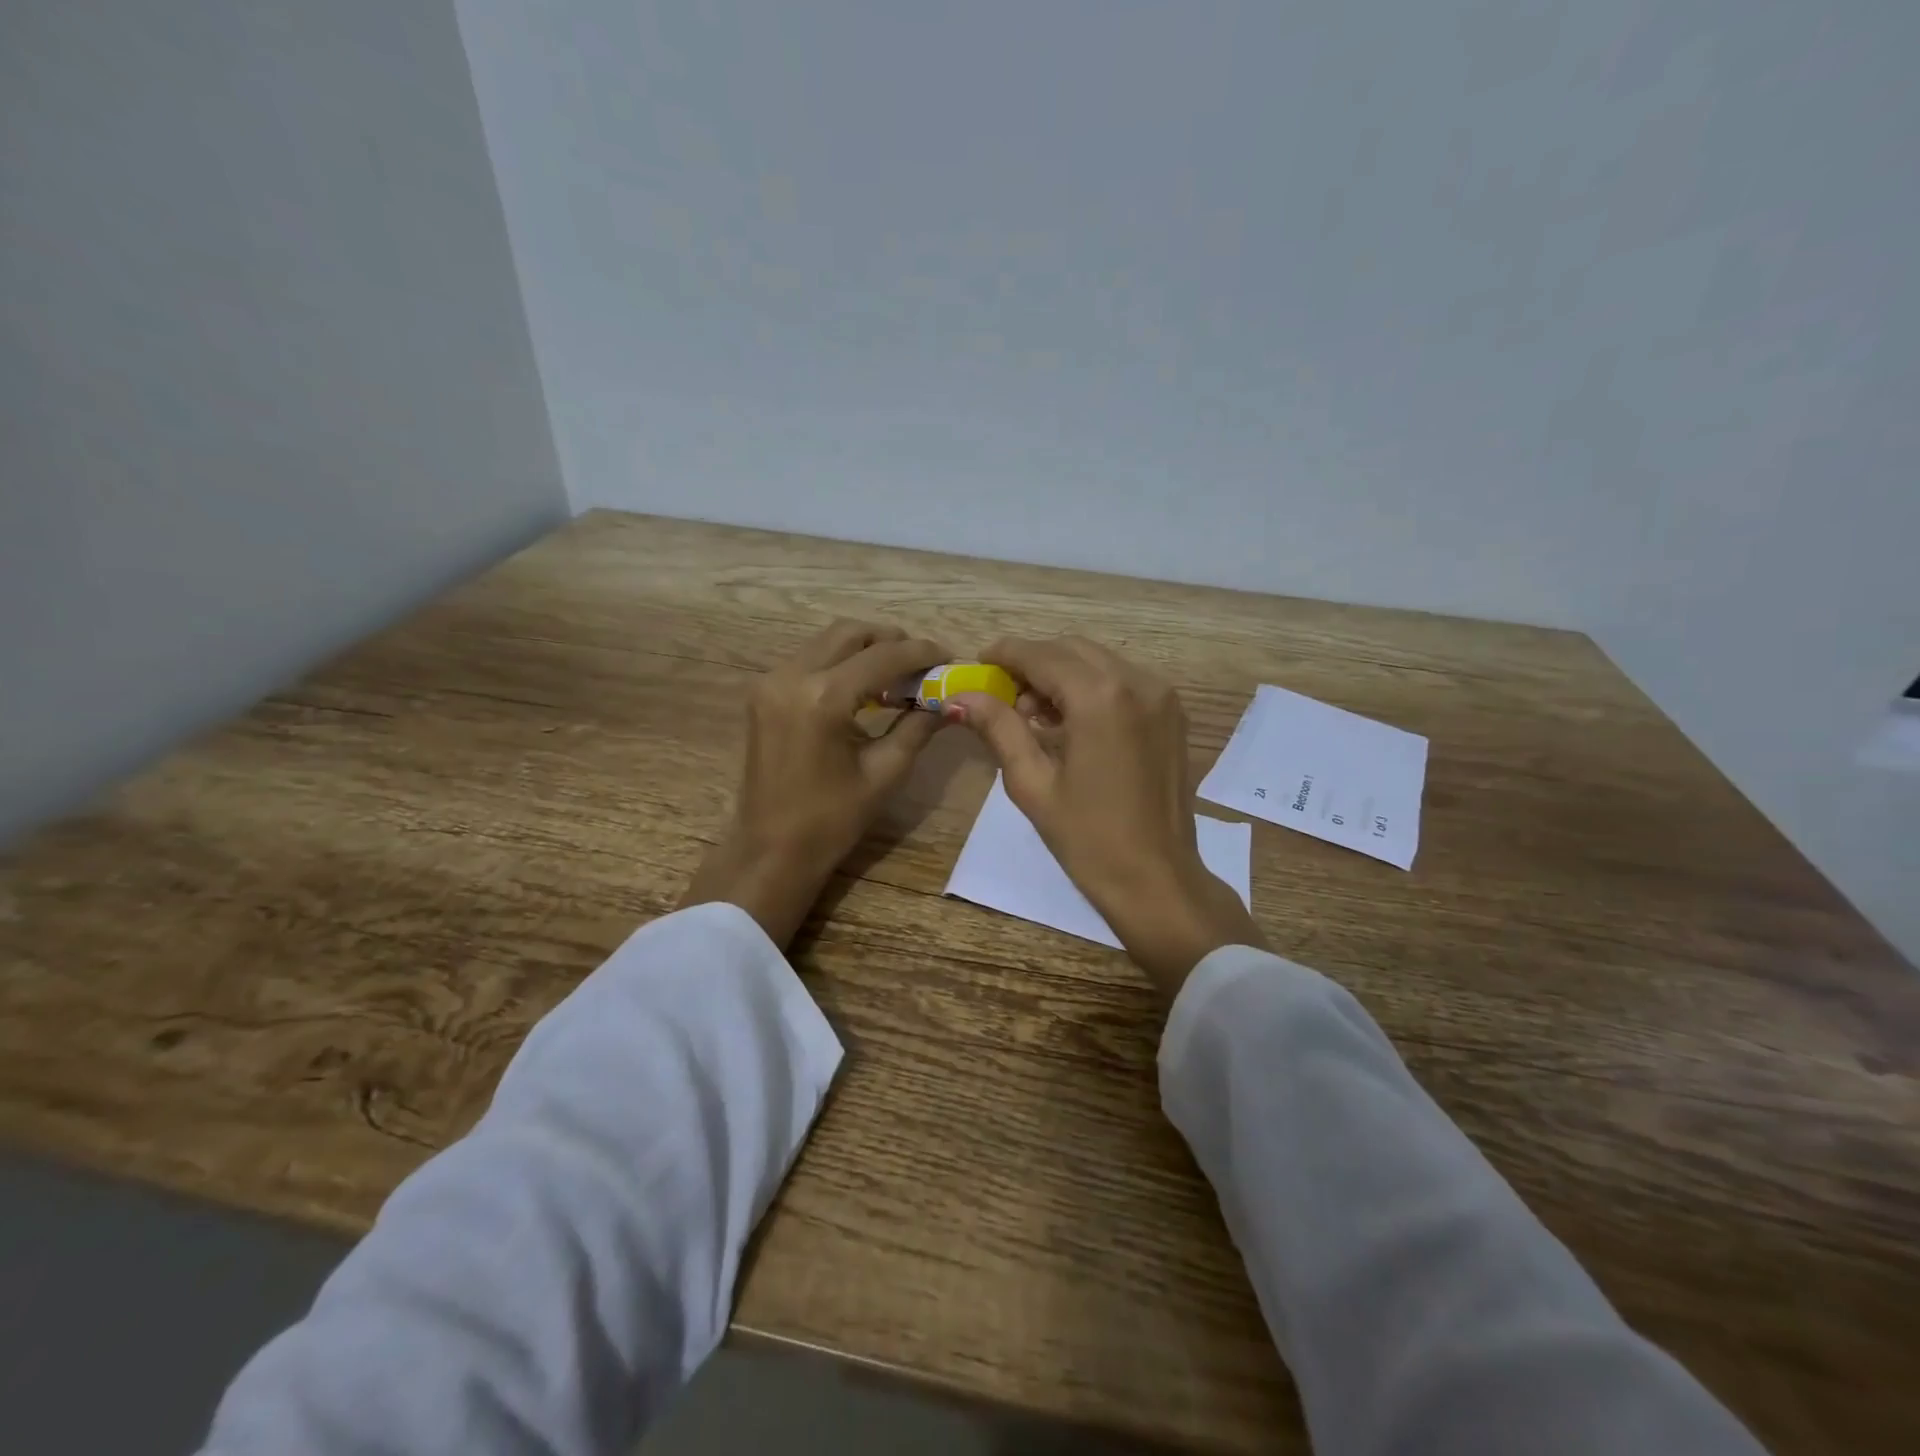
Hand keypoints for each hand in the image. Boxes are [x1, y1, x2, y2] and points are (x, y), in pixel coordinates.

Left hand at [681, 620, 947, 947]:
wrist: (770, 850)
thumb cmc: (831, 820)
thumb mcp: (884, 773)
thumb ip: (917, 727)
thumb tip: (949, 702)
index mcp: (823, 698)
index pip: (882, 656)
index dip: (920, 653)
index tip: (948, 657)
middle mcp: (791, 677)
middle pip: (850, 633)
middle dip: (890, 641)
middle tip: (922, 663)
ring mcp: (771, 682)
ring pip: (827, 642)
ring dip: (865, 650)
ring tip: (897, 676)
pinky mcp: (764, 693)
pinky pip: (810, 660)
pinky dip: (840, 663)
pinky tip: (864, 688)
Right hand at [952, 636, 1265, 1002]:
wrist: (1157, 879)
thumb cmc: (1087, 838)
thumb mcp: (1032, 783)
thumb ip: (998, 728)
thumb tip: (959, 696)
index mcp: (1101, 697)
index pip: (1042, 655)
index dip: (1005, 654)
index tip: (978, 663)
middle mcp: (1138, 682)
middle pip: (1072, 649)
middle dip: (1034, 663)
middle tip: (1004, 697)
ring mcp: (1162, 696)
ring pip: (1099, 661)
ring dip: (1063, 674)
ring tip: (1037, 716)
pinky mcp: (1173, 714)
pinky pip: (1123, 680)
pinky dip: (1092, 687)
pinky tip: (1073, 724)